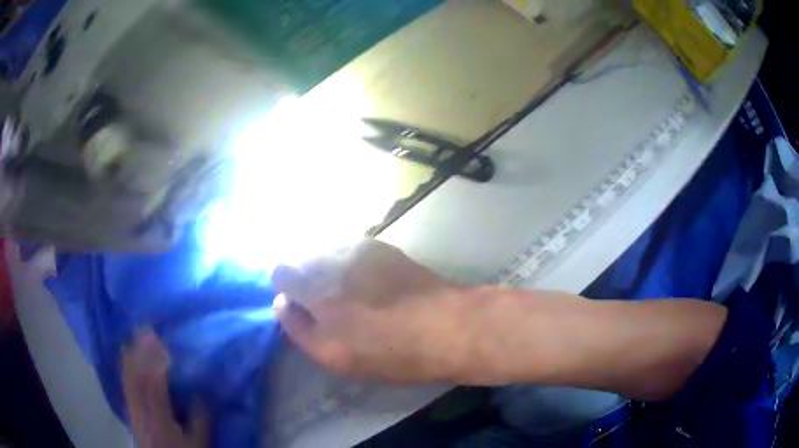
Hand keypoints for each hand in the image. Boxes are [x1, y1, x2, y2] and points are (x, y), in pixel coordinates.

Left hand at [122, 330, 208, 447]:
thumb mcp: (198, 443)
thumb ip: (200, 419)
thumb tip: (202, 391)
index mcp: (159, 417)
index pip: (154, 382)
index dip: (154, 359)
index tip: (158, 336)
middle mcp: (141, 409)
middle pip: (137, 376)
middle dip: (139, 350)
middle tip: (144, 326)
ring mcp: (132, 409)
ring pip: (128, 378)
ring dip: (131, 355)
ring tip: (134, 335)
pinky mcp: (129, 410)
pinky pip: (125, 384)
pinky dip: (124, 367)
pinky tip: (124, 356)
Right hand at [272, 239, 471, 384]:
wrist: (445, 326)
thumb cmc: (390, 352)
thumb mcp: (335, 357)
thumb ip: (299, 328)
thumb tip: (282, 302)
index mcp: (315, 293)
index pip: (281, 273)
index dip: (286, 288)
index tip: (301, 305)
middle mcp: (331, 264)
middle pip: (303, 261)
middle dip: (307, 279)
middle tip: (331, 303)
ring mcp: (356, 250)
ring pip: (326, 254)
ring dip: (330, 269)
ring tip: (355, 292)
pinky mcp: (378, 246)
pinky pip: (351, 250)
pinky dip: (352, 263)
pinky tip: (374, 281)